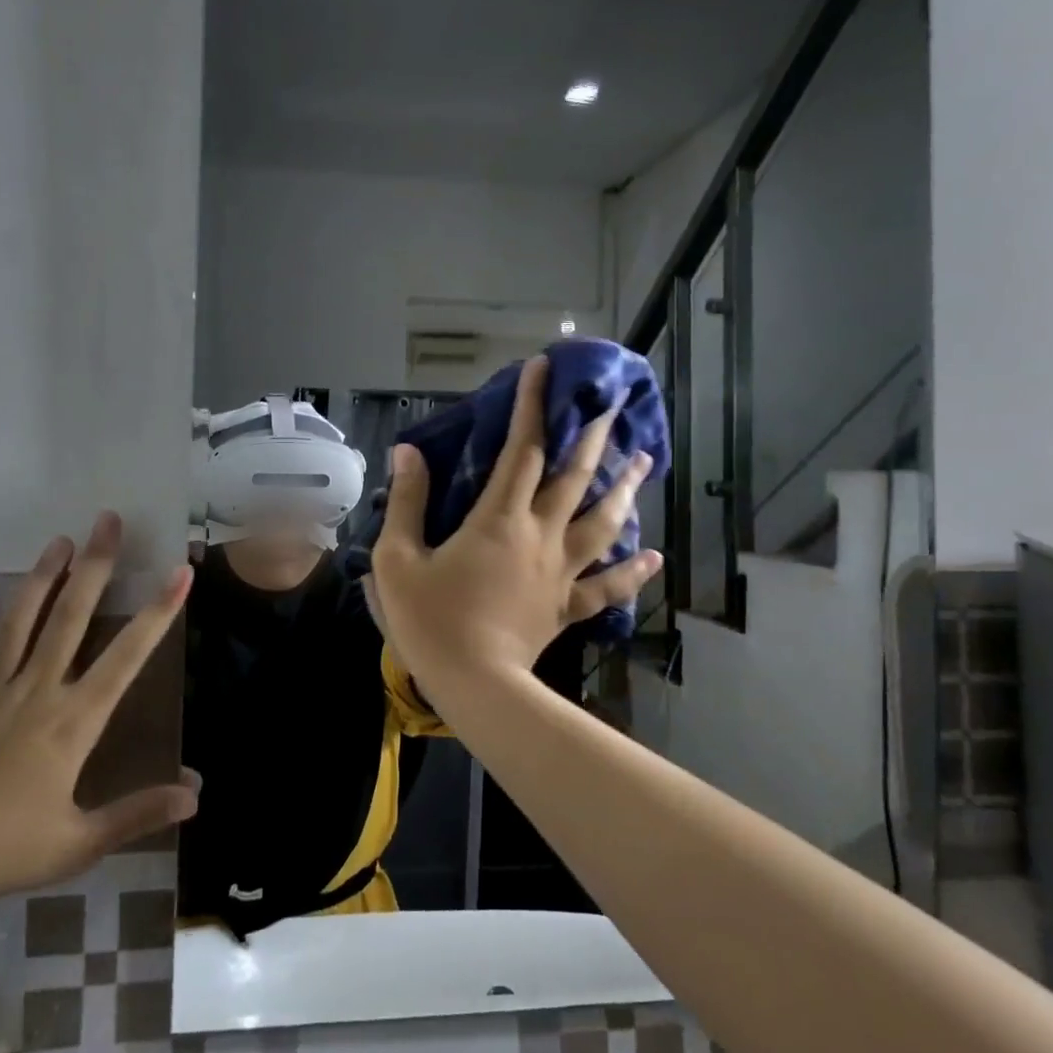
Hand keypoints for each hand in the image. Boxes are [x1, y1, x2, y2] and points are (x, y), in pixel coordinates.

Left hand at [0, 512, 199, 906]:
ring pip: (21, 622)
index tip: (179, 573)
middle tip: (108, 521)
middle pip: (71, 617)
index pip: (127, 657)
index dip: (158, 612)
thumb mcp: (77, 843)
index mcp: (72, 721)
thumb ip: (137, 814)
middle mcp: (36, 691)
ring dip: (41, 578)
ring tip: (58, 539)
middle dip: (95, 566)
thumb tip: (197, 794)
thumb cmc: (0, 849)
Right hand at [368, 356, 661, 686]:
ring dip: (626, 488)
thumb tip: (409, 453)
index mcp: (498, 518)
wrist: (473, 683)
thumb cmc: (430, 619)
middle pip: (575, 477)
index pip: (522, 449)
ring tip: (644, 459)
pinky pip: (607, 586)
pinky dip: (633, 571)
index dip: (532, 405)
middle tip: (612, 405)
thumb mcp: (397, 558)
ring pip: (602, 522)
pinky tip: (654, 556)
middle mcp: (539, 534)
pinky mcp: (567, 606)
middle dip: (592, 436)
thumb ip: (406, 502)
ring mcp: (560, 571)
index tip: (543, 368)